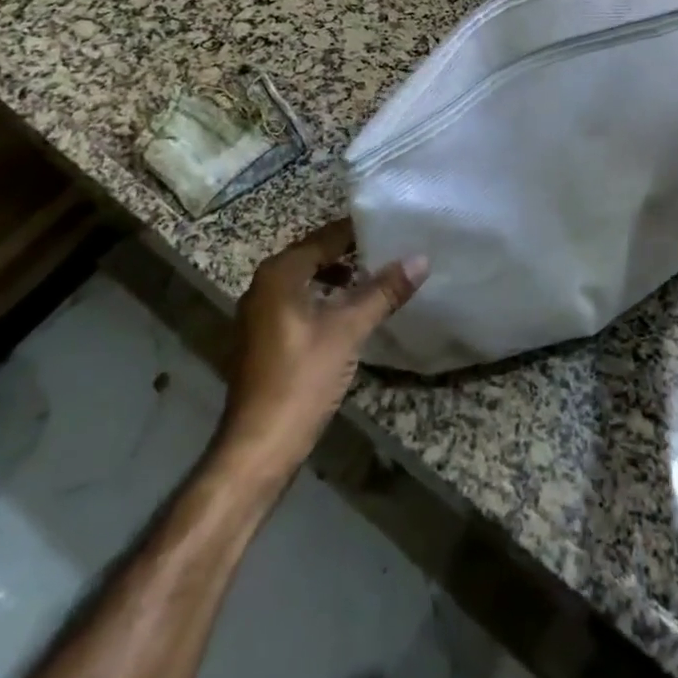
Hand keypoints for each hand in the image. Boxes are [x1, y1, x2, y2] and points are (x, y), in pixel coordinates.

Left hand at [219, 219, 428, 479]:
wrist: (257, 449)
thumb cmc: (301, 379)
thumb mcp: (348, 330)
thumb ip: (383, 292)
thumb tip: (420, 258)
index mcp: (279, 274)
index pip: (324, 238)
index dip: (357, 232)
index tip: (389, 227)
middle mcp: (262, 286)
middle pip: (313, 257)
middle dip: (349, 254)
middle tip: (388, 251)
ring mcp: (258, 316)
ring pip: (305, 282)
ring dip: (337, 278)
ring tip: (374, 280)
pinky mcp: (262, 341)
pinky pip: (297, 304)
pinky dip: (323, 300)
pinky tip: (347, 315)